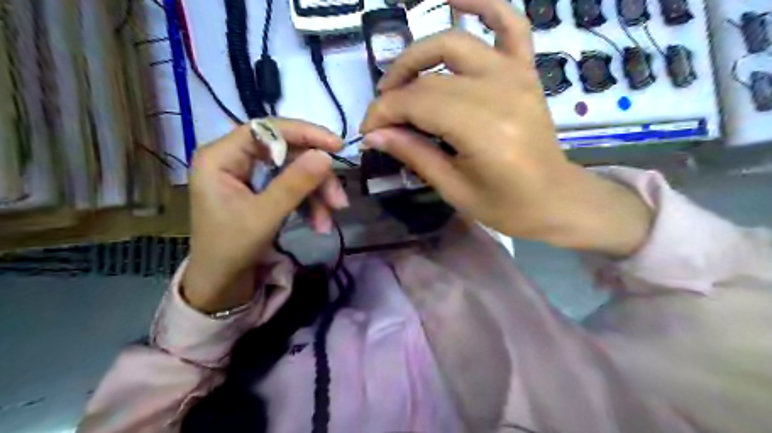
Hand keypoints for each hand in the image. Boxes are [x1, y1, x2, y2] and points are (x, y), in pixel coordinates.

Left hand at [183, 119, 344, 314]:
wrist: (221, 285)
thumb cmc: (231, 250)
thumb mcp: (264, 216)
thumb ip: (294, 184)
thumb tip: (326, 155)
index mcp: (220, 157)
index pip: (267, 129)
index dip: (304, 133)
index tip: (337, 146)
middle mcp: (233, 159)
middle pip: (286, 152)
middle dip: (316, 177)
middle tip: (339, 200)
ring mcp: (249, 175)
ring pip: (294, 171)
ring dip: (317, 194)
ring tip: (328, 221)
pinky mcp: (261, 190)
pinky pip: (292, 187)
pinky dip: (309, 203)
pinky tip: (320, 223)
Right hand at [360, 0, 649, 252]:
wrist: (554, 199)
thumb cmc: (506, 206)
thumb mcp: (454, 189)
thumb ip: (414, 154)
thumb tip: (374, 134)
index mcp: (483, 130)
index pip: (417, 103)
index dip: (384, 113)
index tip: (367, 131)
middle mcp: (500, 92)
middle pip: (430, 77)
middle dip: (395, 93)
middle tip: (382, 116)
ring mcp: (516, 75)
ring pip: (454, 43)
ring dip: (418, 54)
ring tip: (400, 79)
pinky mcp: (526, 71)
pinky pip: (509, 24)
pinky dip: (484, 5)